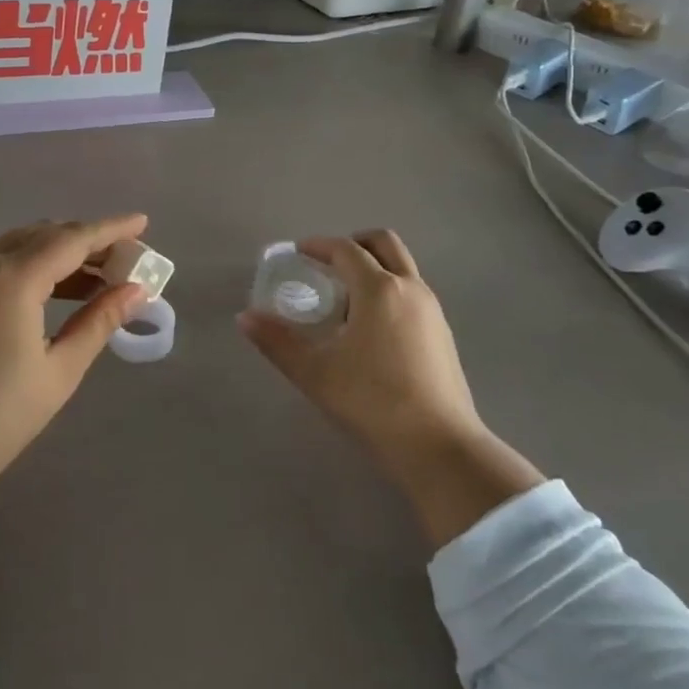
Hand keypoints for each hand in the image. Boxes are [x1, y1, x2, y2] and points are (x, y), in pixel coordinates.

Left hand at [0, 215, 148, 566]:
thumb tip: (136, 291)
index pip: (73, 238)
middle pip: (43, 234)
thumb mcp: (59, 371)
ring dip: (56, 253)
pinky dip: (27, 266)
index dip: (111, 229)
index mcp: (12, 278)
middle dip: (85, 241)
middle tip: (122, 259)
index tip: (141, 222)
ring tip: (94, 280)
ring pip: (16, 245)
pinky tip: (49, 292)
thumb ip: (99, 321)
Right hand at [238, 230, 543, 548]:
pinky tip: (372, 328)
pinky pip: (412, 292)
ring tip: (346, 299)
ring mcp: (432, 310)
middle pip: (384, 242)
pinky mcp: (443, 333)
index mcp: (379, 289)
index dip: (319, 245)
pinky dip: (390, 290)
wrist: (439, 446)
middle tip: (328, 263)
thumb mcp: (315, 373)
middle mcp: (410, 288)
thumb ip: (277, 342)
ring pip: (402, 267)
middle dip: (354, 243)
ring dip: (374, 267)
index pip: (346, 249)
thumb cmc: (372, 402)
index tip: (298, 253)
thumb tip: (244, 318)